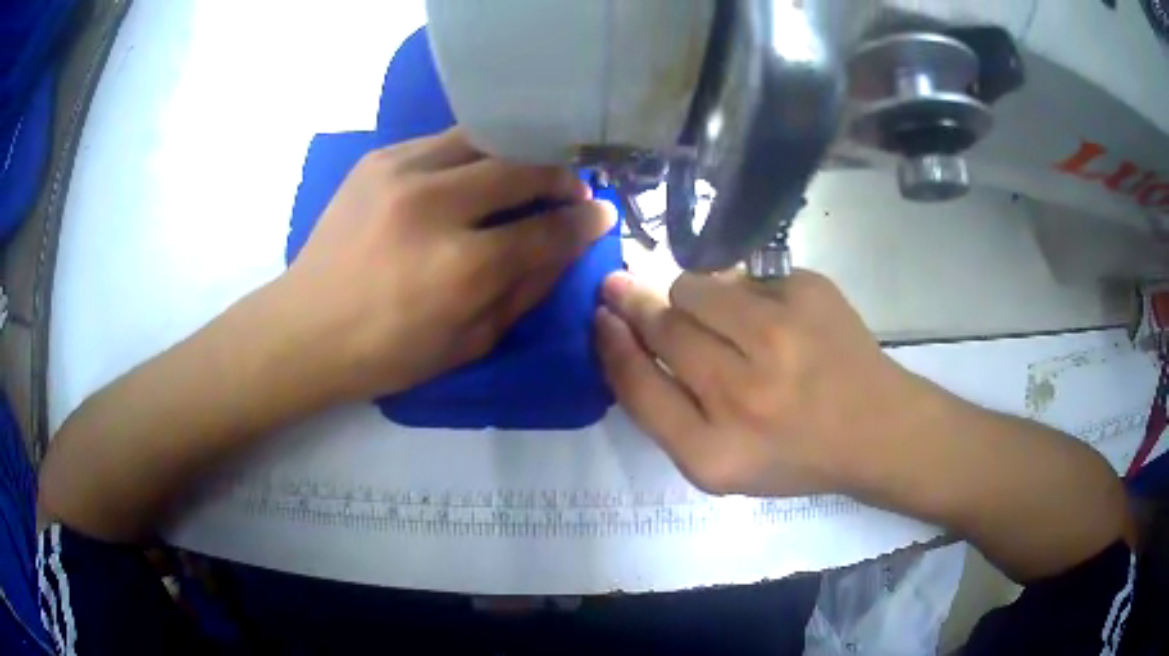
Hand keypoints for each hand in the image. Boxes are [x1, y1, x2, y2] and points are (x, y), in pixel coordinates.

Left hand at [281, 128, 614, 400]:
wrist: (305, 328)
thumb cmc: (387, 352)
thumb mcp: (469, 342)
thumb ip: (525, 290)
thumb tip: (565, 247)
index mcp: (461, 266)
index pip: (545, 229)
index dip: (582, 221)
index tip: (601, 214)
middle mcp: (434, 205)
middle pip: (520, 168)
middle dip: (558, 176)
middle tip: (571, 188)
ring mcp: (401, 172)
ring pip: (484, 139)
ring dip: (517, 154)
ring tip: (529, 172)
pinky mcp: (378, 159)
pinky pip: (443, 141)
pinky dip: (471, 153)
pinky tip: (474, 172)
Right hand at [595, 269, 936, 496]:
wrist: (877, 429)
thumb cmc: (794, 454)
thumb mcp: (720, 464)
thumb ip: (666, 411)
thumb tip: (627, 332)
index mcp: (714, 453)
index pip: (637, 385)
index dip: (612, 342)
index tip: (602, 315)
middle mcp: (745, 393)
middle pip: (663, 324)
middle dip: (640, 305)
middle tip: (627, 290)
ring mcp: (782, 334)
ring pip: (698, 285)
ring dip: (694, 296)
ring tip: (720, 317)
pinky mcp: (811, 291)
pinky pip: (745, 274)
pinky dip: (745, 292)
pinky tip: (772, 319)